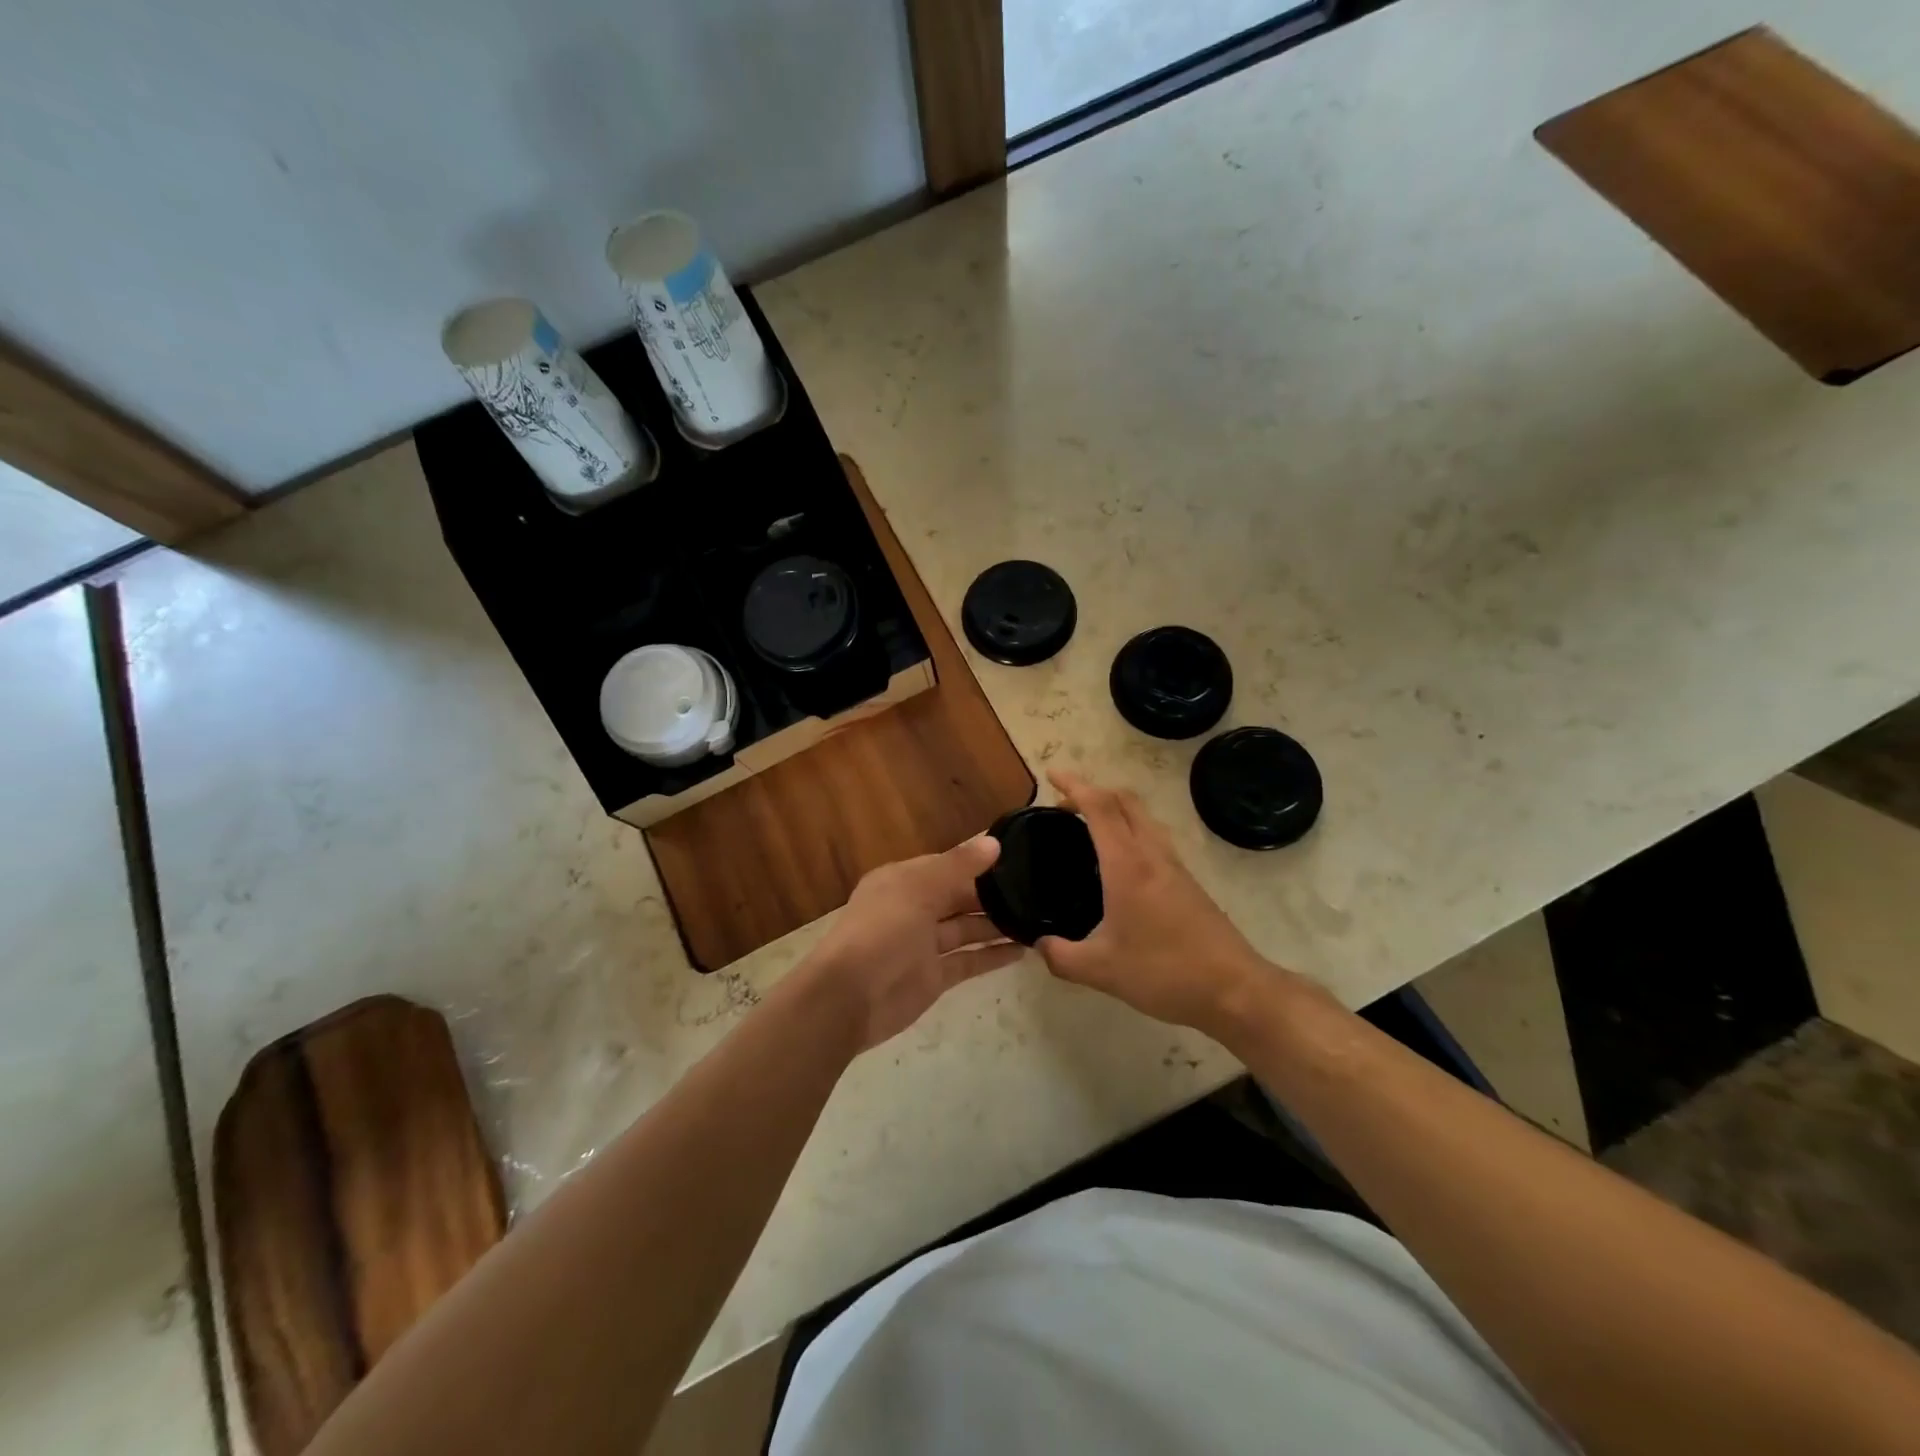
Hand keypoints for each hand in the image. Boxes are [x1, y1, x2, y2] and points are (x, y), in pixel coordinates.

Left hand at [801, 836, 1024, 1051]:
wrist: (847, 999)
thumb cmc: (881, 932)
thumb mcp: (918, 889)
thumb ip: (958, 866)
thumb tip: (994, 842)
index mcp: (903, 881)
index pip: (947, 865)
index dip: (979, 863)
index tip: (1018, 860)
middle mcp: (913, 909)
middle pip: (958, 897)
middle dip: (992, 895)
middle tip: (1037, 891)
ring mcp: (923, 945)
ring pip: (966, 929)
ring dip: (997, 925)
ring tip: (1038, 919)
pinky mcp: (933, 977)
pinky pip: (967, 961)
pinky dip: (992, 956)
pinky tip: (1023, 951)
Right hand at [1037, 770, 1281, 1040]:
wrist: (1234, 989)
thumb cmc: (1164, 972)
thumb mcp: (1101, 970)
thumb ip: (1061, 956)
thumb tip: (1039, 944)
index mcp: (1127, 865)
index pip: (1099, 807)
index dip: (1074, 785)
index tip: (1051, 775)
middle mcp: (1152, 854)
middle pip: (1125, 801)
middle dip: (1094, 791)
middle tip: (1064, 804)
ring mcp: (1174, 866)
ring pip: (1144, 817)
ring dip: (1115, 809)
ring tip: (1088, 827)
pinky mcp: (1187, 882)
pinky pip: (1154, 838)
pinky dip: (1130, 831)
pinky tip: (1118, 863)